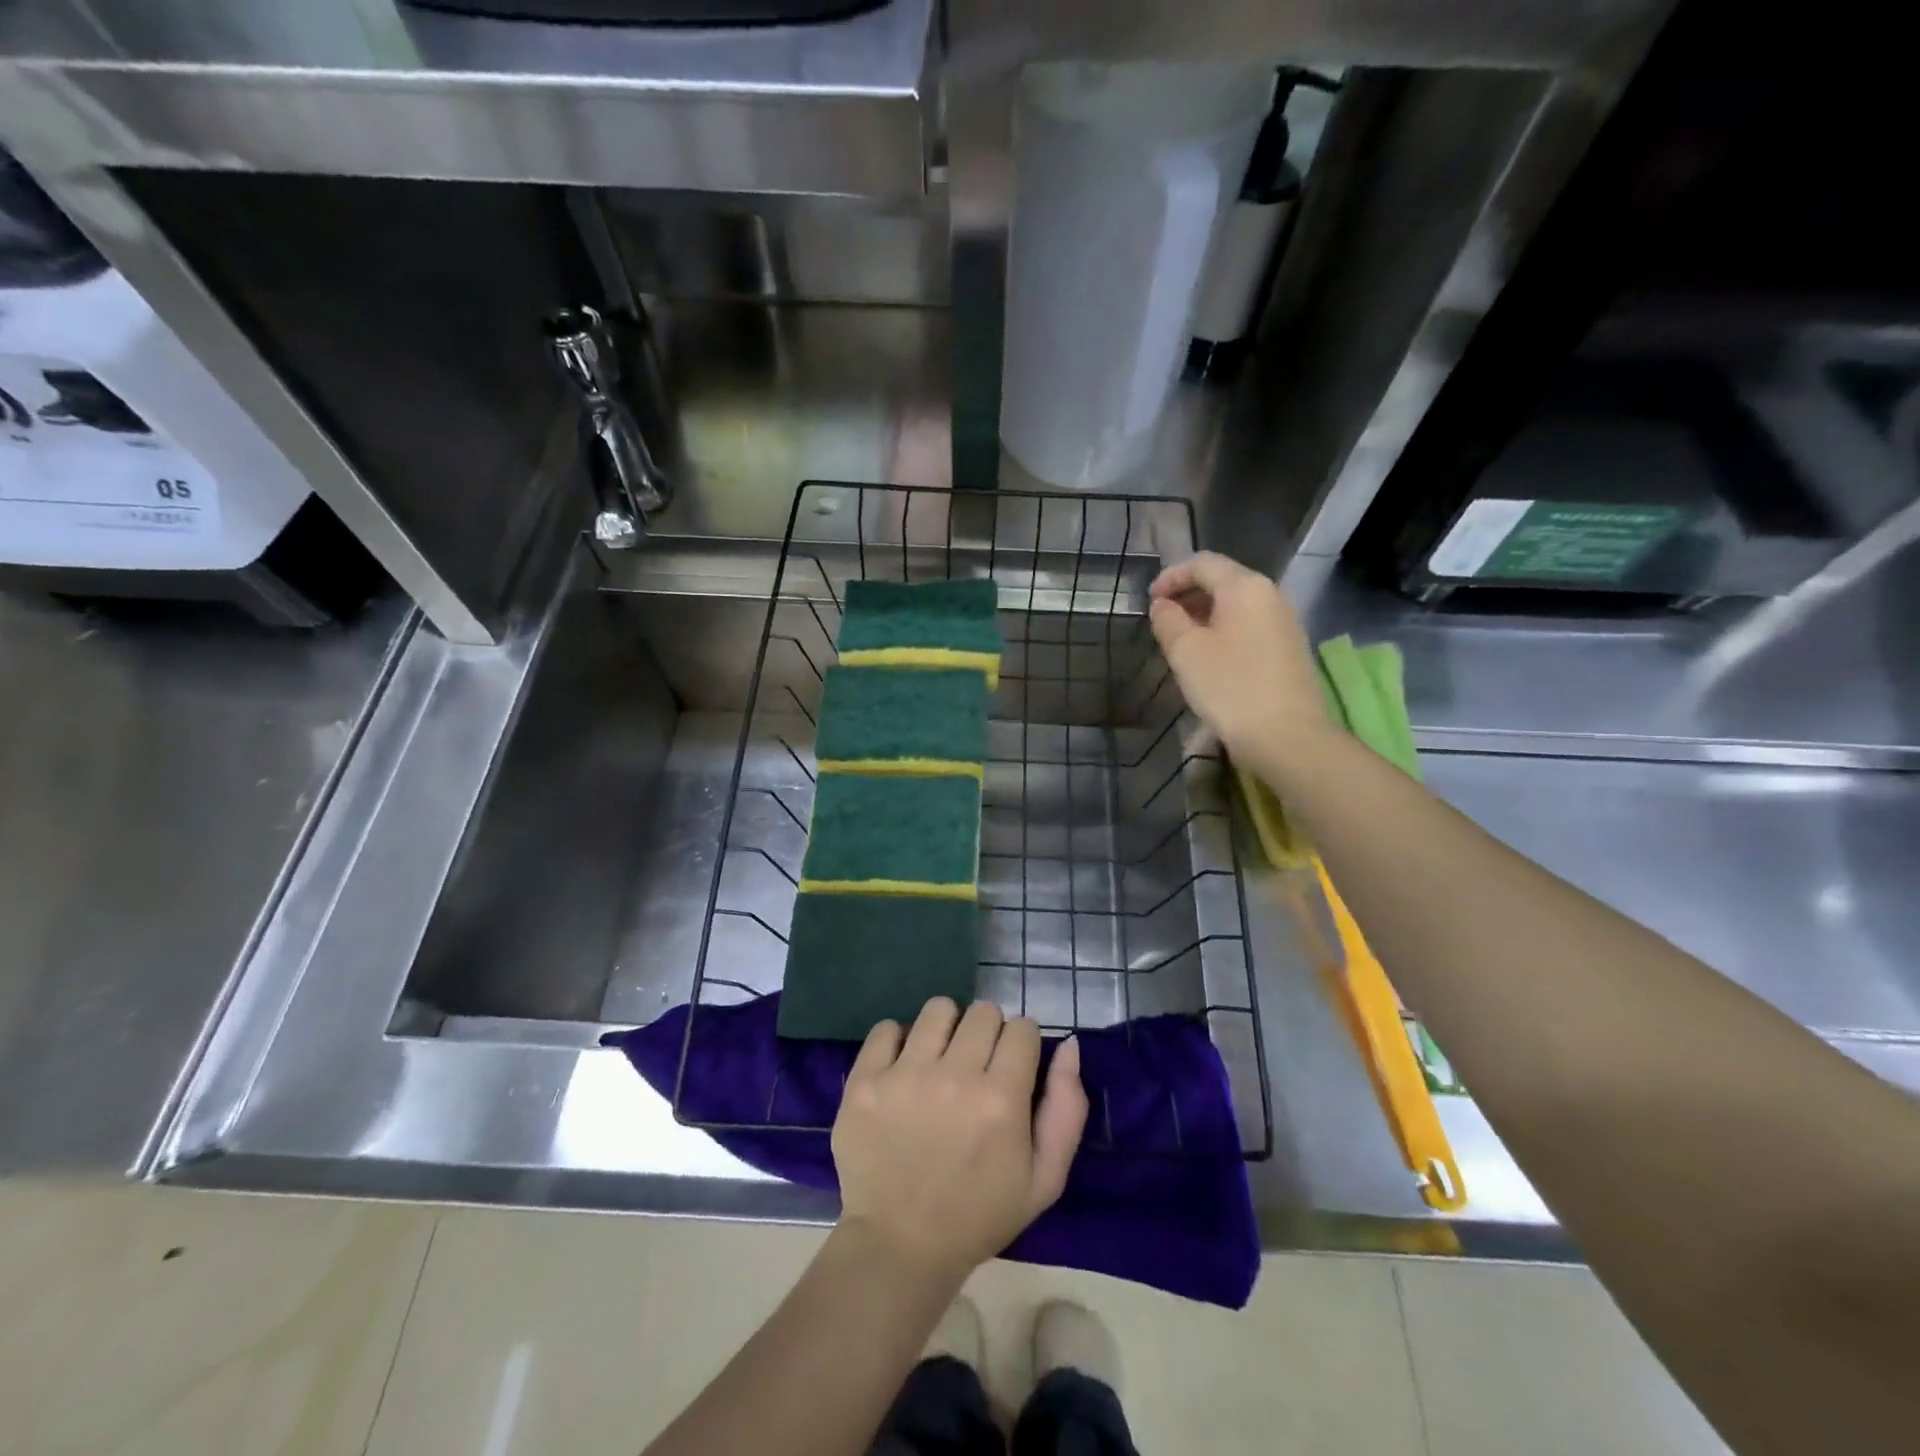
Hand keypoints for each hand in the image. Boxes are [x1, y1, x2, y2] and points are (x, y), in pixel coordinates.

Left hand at [832, 998, 1087, 1283]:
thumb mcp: (1045, 1179)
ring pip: (938, 1009)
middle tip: (977, 1067)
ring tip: (939, 1061)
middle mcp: (954, 1077)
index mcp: (1001, 1099)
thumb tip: (1069, 1045)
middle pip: (983, 1012)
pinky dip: (898, 1041)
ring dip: (946, 1029)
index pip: (1023, 1028)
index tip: (1011, 1068)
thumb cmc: (980, 1215)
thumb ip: (1067, 1108)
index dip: (1022, 1046)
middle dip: (987, 1033)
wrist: (900, 1246)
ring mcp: (904, 1075)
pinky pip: (887, 1027)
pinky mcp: (865, 1081)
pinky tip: (903, 1069)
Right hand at [1149, 551, 1329, 762]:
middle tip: (1161, 620)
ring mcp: (1284, 622)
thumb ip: (1168, 620)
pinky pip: (1249, 626)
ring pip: (1236, 606)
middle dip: (1188, 595)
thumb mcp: (1186, 651)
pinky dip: (1223, 631)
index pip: (1203, 564)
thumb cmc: (1230, 686)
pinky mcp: (1289, 649)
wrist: (1286, 736)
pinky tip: (1208, 657)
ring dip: (1204, 615)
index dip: (1171, 577)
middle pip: (1223, 581)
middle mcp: (1270, 595)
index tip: (1149, 601)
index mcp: (1245, 587)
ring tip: (1180, 640)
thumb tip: (1163, 605)